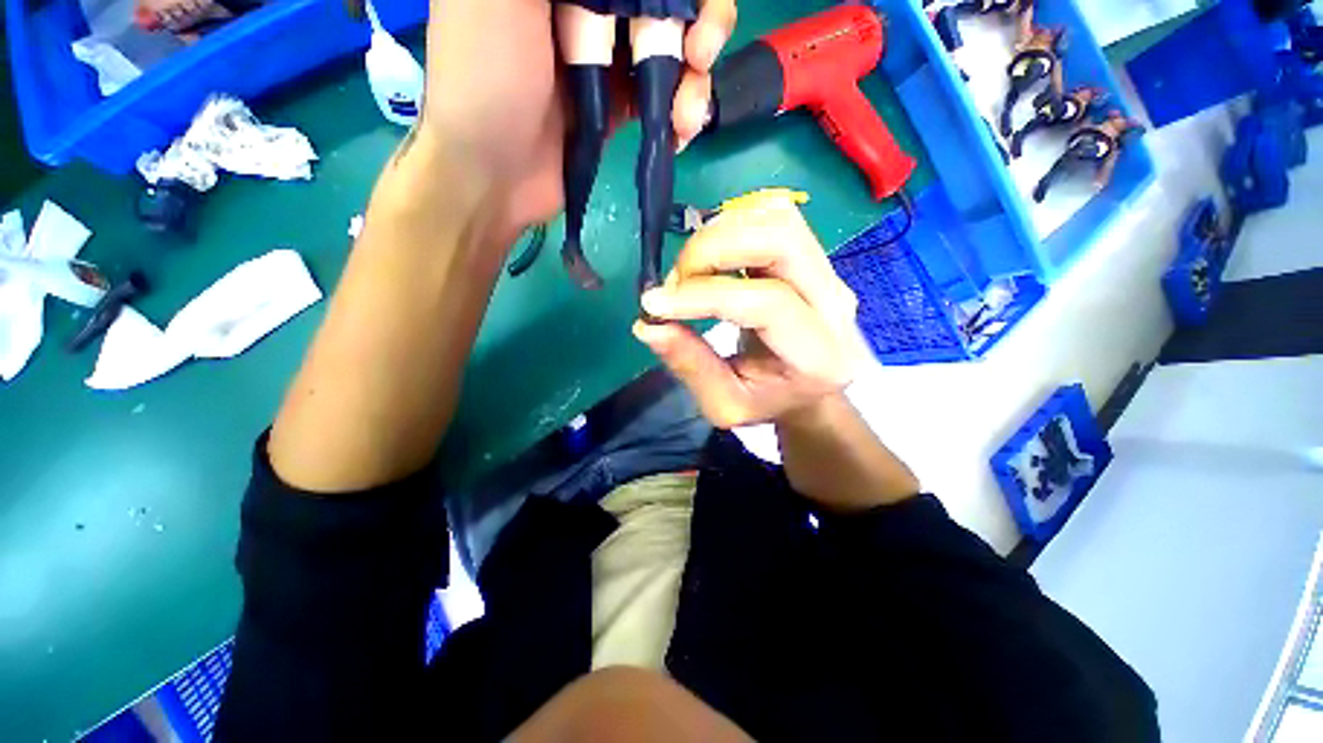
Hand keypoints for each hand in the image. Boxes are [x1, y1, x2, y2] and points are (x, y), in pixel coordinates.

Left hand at [416, 0, 736, 237]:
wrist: (492, 173)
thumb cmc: (485, 78)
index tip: (690, 11)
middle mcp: (591, 3)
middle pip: (670, 0)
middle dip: (700, 24)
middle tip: (700, 57)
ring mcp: (608, 54)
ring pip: (675, 46)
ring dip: (694, 81)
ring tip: (685, 118)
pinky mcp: (618, 103)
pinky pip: (665, 94)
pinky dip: (681, 112)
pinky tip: (679, 134)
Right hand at [632, 196, 865, 428]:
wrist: (807, 387)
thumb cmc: (766, 401)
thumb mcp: (723, 404)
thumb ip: (689, 366)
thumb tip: (648, 325)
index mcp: (818, 355)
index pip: (766, 303)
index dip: (703, 296)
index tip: (654, 304)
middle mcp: (835, 304)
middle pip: (780, 240)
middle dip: (712, 250)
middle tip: (676, 280)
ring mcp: (829, 272)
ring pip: (778, 219)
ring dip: (720, 235)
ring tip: (691, 271)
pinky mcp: (815, 255)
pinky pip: (775, 217)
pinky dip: (733, 227)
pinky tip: (713, 257)